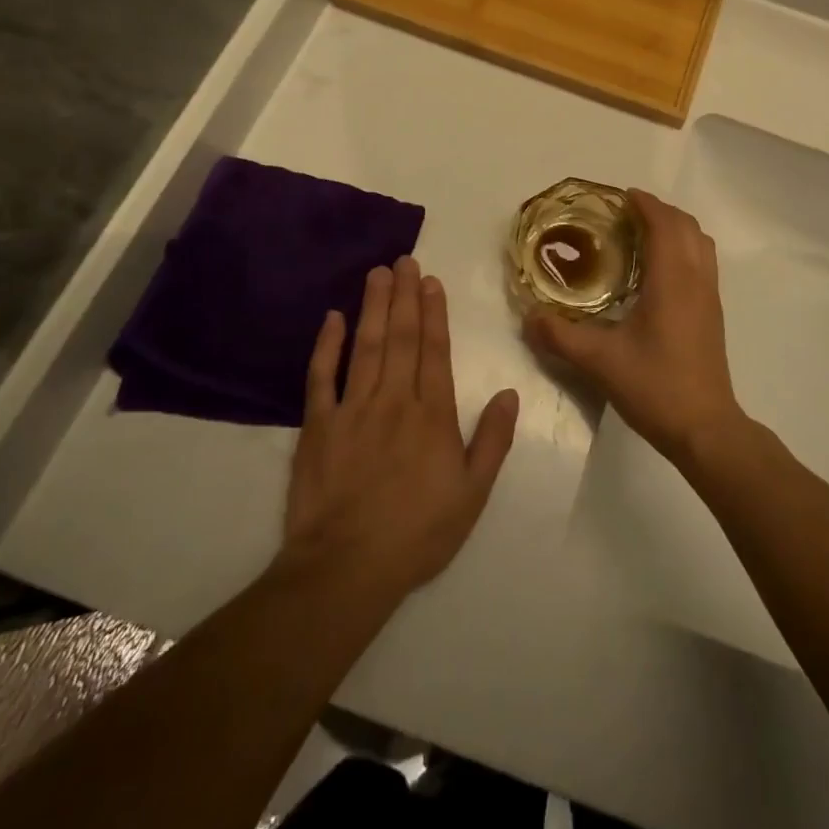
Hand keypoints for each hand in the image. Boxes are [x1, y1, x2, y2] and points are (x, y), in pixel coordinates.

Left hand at [282, 257, 519, 601]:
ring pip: (366, 345)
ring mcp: (353, 409)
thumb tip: (510, 393)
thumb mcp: (472, 494)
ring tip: (377, 273)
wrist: (347, 568)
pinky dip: (326, 345)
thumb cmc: (418, 533)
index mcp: (433, 414)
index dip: (434, 313)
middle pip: (401, 337)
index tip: (432, 282)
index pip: (435, 351)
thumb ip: (493, 440)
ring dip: (373, 306)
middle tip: (405, 260)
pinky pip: (321, 376)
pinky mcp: (318, 425)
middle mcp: (395, 400)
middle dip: (405, 296)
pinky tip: (332, 318)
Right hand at [522, 190, 744, 466]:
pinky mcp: (713, 314)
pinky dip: (683, 249)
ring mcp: (710, 297)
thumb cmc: (656, 387)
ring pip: (700, 243)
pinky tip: (657, 273)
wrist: (705, 428)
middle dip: (659, 212)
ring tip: (643, 236)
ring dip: (675, 229)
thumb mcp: (600, 362)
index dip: (645, 204)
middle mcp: (696, 280)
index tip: (621, 196)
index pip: (664, 225)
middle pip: (687, 226)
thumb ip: (561, 336)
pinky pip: (703, 263)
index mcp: (672, 281)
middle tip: (626, 214)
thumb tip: (528, 317)